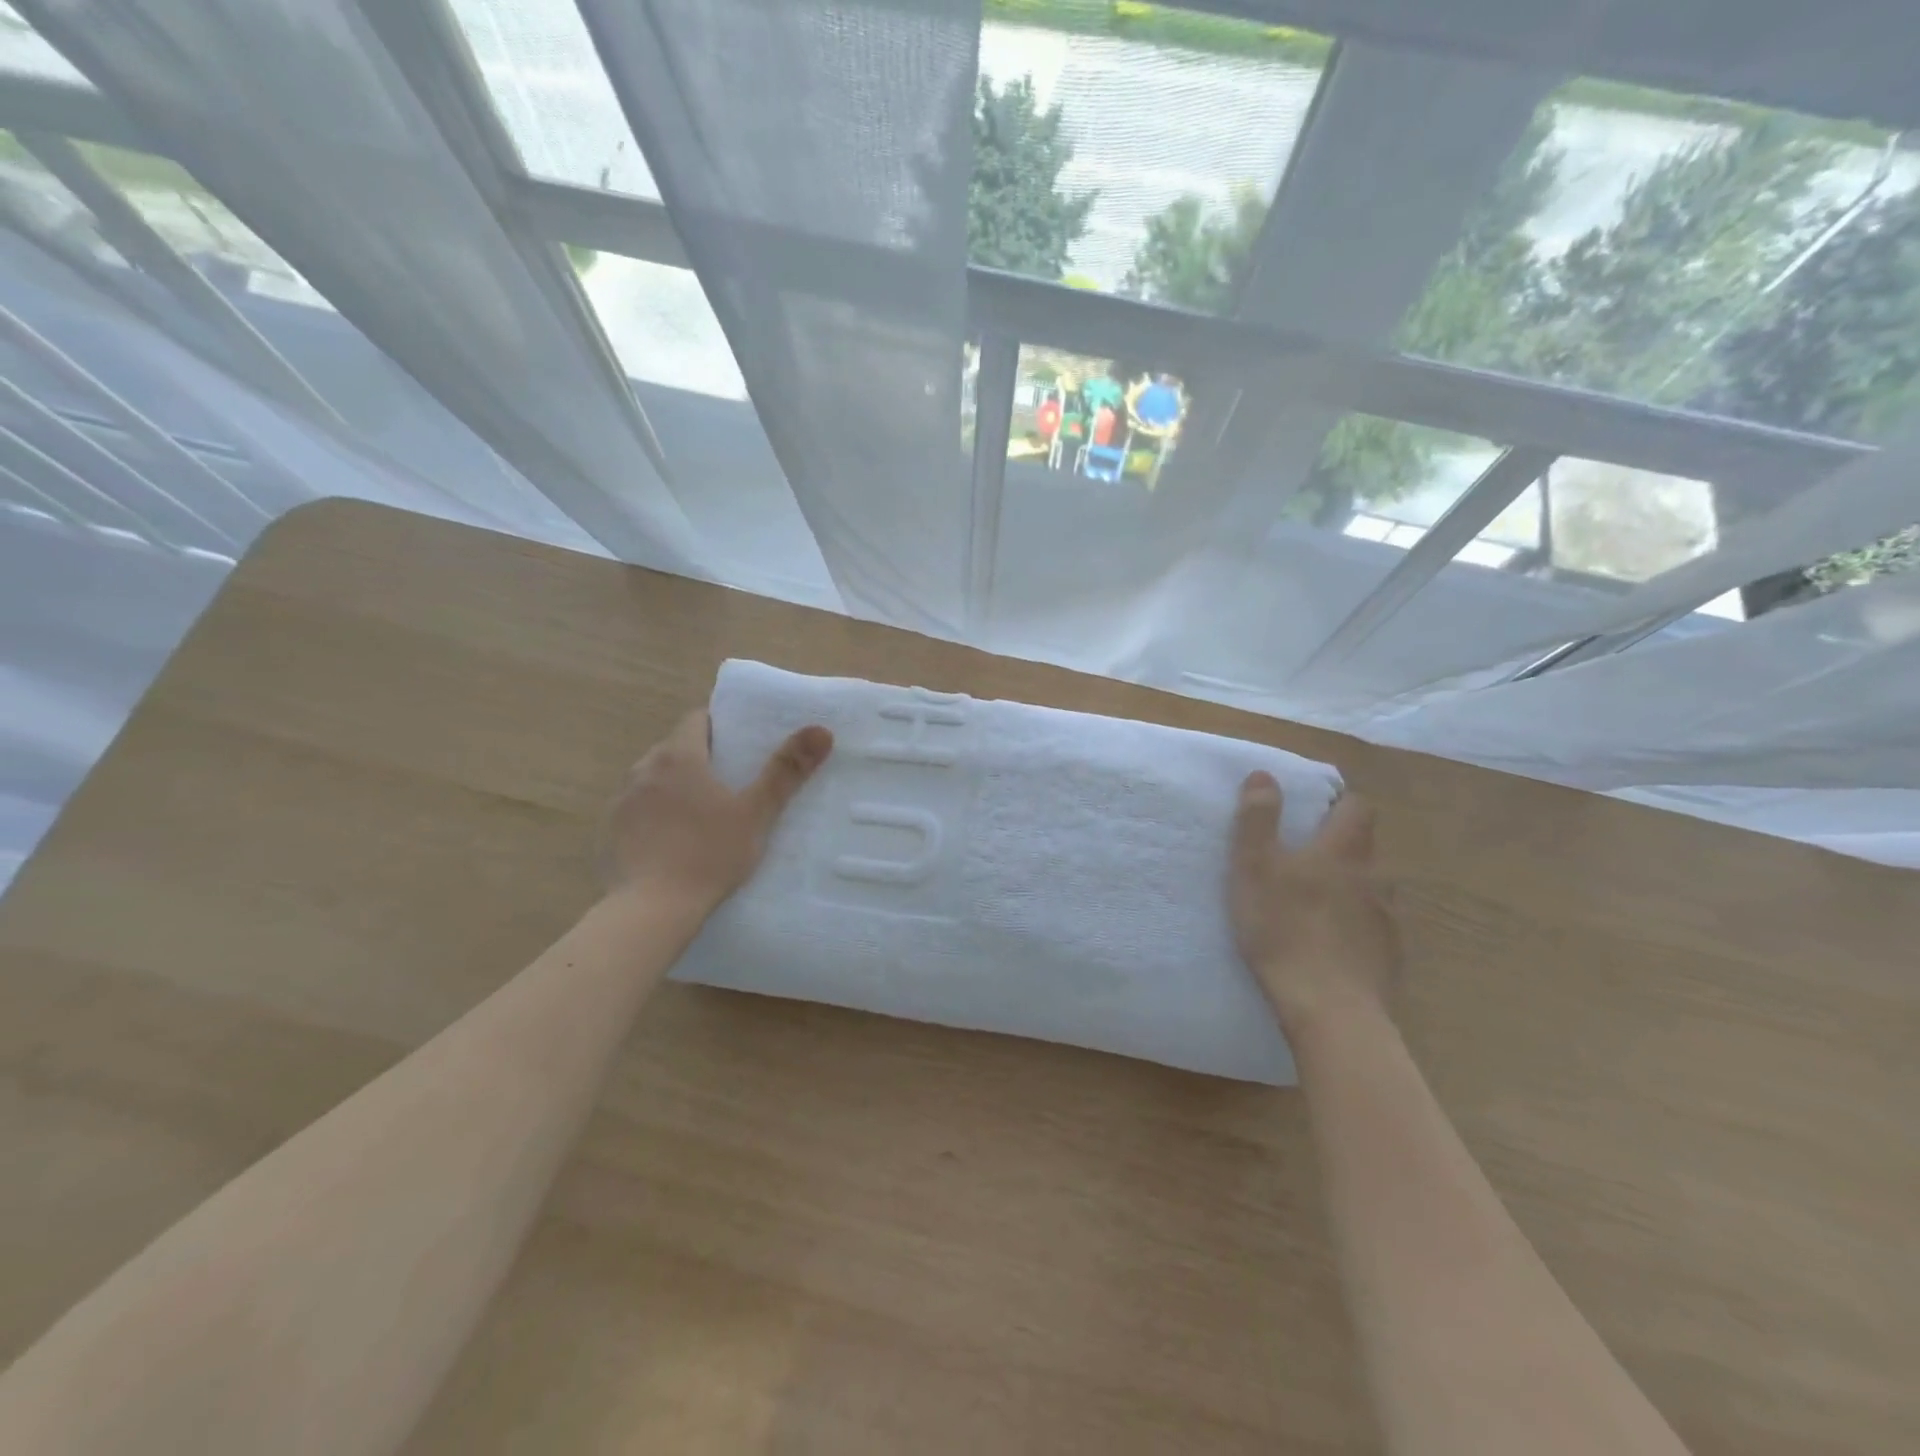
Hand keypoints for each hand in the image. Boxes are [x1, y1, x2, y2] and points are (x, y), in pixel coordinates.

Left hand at [602, 710, 832, 912]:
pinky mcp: (607, 833)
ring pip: (652, 780)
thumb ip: (786, 771)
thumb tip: (821, 730)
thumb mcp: (756, 814)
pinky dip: (653, 817)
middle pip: (674, 749)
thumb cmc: (709, 855)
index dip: (720, 726)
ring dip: (673, 787)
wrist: (650, 910)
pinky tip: (671, 843)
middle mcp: (643, 770)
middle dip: (699, 759)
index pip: (697, 720)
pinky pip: (636, 811)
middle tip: (730, 781)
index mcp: (679, 757)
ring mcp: (621, 802)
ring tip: (701, 814)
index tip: (741, 743)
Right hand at [1228, 773, 1399, 1038]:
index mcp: (1343, 851)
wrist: (1330, 1008)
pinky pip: (1375, 928)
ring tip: (1318, 904)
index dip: (1339, 802)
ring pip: (1372, 889)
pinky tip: (1333, 944)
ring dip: (1351, 887)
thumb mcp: (1254, 867)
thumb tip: (1265, 775)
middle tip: (1304, 858)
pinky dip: (1356, 927)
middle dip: (1341, 845)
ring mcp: (1388, 920)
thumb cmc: (1284, 928)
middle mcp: (1375, 878)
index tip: (1315, 808)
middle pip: (1366, 848)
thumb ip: (1258, 820)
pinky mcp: (1390, 957)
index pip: (1357, 808)